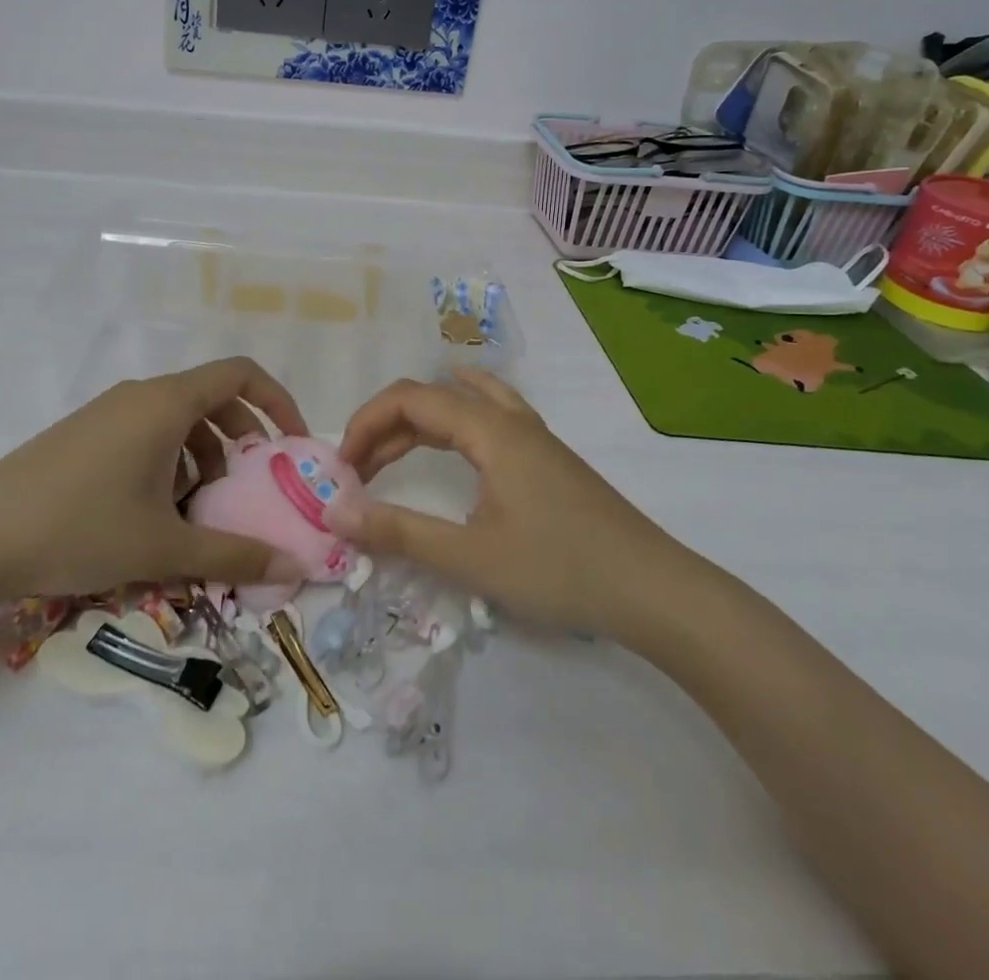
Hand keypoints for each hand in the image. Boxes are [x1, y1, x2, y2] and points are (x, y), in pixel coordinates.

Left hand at [0, 359, 311, 611]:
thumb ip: (235, 556)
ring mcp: (107, 413)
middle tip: (250, 489)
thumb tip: (293, 569)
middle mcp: (139, 395)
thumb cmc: (80, 528)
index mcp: (166, 403)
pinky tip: (153, 513)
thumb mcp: (165, 548)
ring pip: (177, 420)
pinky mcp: (83, 435)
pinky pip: (145, 433)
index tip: (292, 445)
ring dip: (203, 456)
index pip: (240, 375)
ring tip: (198, 511)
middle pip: (211, 399)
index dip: (277, 402)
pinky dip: (169, 461)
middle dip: (242, 440)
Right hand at [329, 368, 695, 645]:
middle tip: (357, 473)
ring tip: (387, 455)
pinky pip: (489, 414)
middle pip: (431, 398)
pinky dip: (457, 414)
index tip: (342, 467)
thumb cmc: (560, 570)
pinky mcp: (545, 457)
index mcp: (489, 430)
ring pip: (461, 404)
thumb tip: (334, 511)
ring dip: (417, 424)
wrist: (654, 591)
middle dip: (385, 428)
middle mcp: (508, 419)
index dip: (366, 424)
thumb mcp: (470, 557)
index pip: (409, 399)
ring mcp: (532, 435)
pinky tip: (457, 427)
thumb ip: (399, 531)